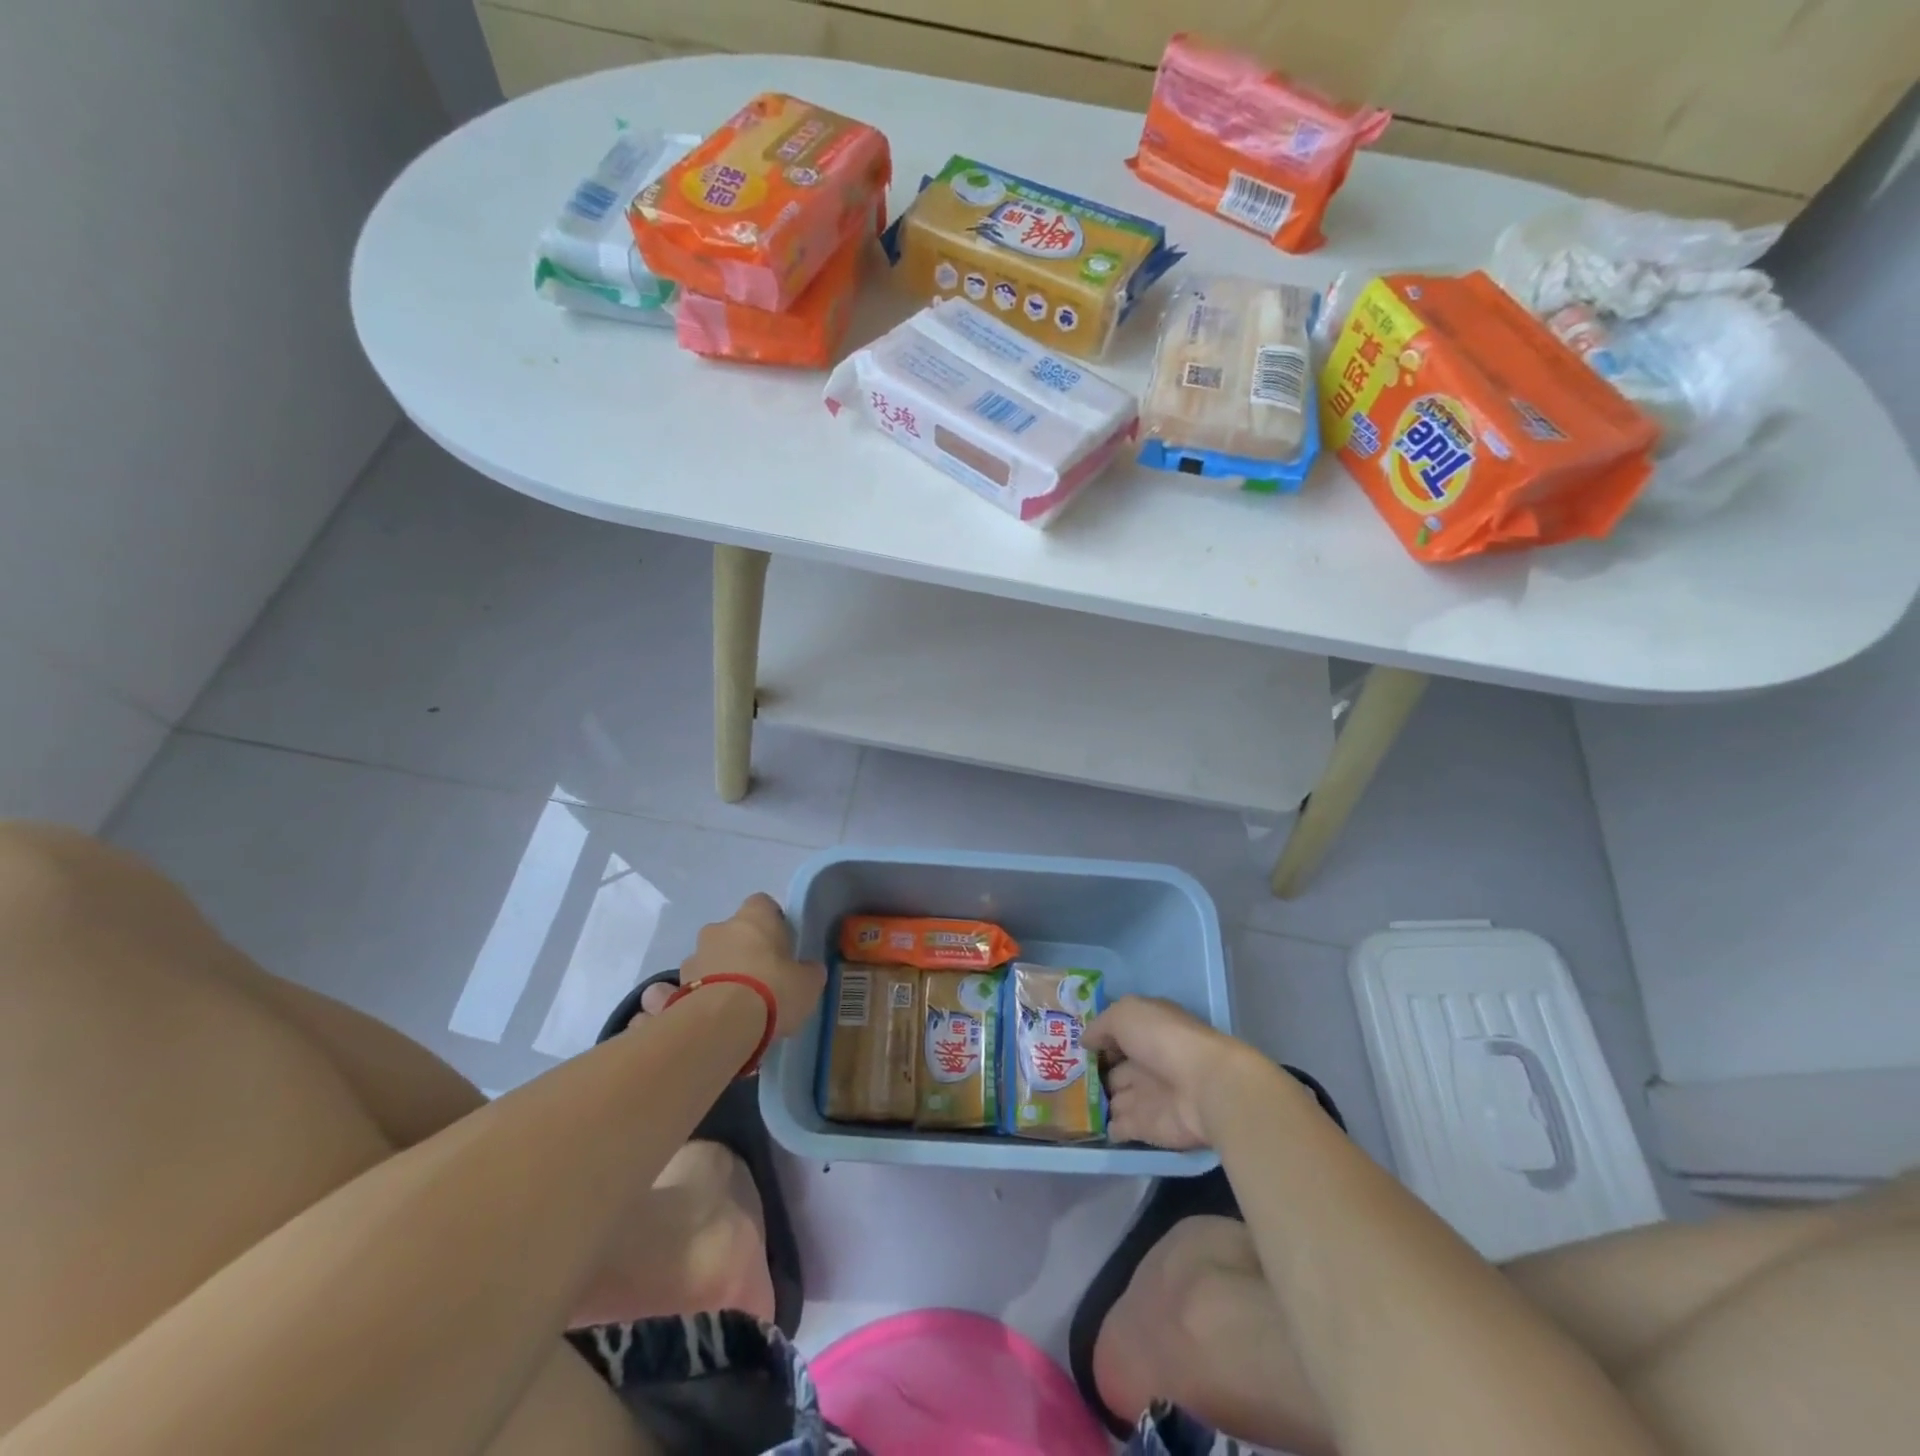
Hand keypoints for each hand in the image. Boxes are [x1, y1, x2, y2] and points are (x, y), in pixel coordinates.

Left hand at [680, 893, 825, 1042]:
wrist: (722, 1025)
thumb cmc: (774, 990)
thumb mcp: (808, 983)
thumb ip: (807, 972)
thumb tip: (808, 970)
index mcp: (754, 918)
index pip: (763, 904)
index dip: (772, 921)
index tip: (781, 944)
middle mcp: (719, 929)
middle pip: (732, 933)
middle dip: (741, 951)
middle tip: (759, 979)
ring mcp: (693, 958)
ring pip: (708, 960)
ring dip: (717, 975)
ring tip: (732, 1008)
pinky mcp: (675, 989)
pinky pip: (684, 990)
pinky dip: (692, 999)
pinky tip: (704, 1020)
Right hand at [1086, 996, 1266, 1150]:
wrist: (1204, 1088)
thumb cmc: (1163, 1040)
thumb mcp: (1126, 1014)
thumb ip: (1101, 1025)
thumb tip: (1086, 1041)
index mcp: (1147, 1030)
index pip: (1118, 1033)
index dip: (1098, 1038)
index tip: (1072, 1044)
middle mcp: (1147, 1061)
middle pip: (1115, 1068)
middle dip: (1094, 1072)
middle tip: (1065, 1076)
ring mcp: (1148, 1095)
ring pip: (1116, 1097)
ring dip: (1099, 1101)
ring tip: (1070, 1103)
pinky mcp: (1148, 1127)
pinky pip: (1121, 1127)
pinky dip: (1108, 1127)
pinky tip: (1086, 1125)